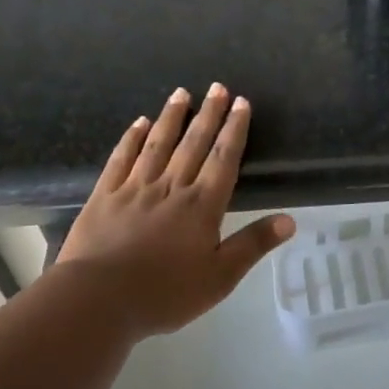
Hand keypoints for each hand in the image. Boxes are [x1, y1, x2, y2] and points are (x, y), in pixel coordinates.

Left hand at [52, 84, 293, 338]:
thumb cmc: (165, 293)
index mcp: (202, 206)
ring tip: (181, 92)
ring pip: (158, 144)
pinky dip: (132, 138)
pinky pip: (121, 159)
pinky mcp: (104, 197)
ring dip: (172, 117)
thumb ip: (253, 244)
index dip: (234, 130)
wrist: (98, 301)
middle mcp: (171, 188)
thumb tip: (290, 219)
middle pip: (194, 144)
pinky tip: (139, 123)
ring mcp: (135, 188)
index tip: (241, 103)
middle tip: (217, 87)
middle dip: (209, 114)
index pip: (224, 159)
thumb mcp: (220, 277)